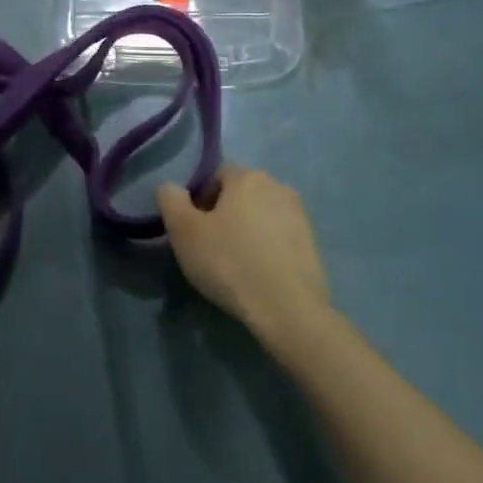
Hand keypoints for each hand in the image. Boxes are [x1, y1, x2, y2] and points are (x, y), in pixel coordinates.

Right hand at [156, 165, 331, 337]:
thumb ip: (170, 200)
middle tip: (208, 246)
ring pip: (260, 215)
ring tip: (233, 263)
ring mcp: (300, 215)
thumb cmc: (229, 262)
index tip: (191, 229)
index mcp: (248, 177)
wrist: (287, 308)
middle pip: (239, 194)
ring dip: (245, 230)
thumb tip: (170, 187)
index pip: (215, 175)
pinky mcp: (312, 243)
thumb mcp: (184, 231)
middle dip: (222, 213)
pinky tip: (256, 274)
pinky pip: (278, 237)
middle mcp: (278, 186)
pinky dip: (265, 248)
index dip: (198, 199)